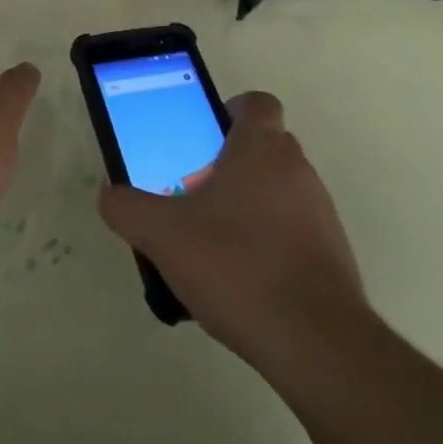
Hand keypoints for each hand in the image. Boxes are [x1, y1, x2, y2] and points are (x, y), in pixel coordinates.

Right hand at [98, 92, 363, 368]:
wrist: (315, 341)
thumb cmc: (237, 265)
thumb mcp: (164, 235)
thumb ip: (128, 208)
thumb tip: (109, 194)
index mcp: (261, 147)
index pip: (256, 102)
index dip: (230, 111)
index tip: (203, 139)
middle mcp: (297, 168)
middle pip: (264, 147)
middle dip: (230, 165)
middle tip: (195, 195)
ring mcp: (321, 211)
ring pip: (278, 191)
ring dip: (250, 206)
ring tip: (214, 246)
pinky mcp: (333, 253)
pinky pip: (294, 231)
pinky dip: (270, 243)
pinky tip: (243, 281)